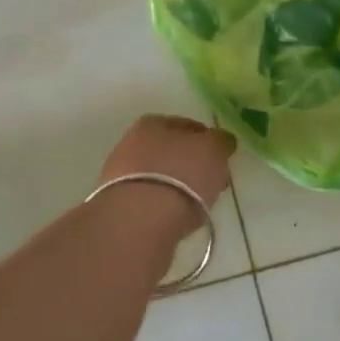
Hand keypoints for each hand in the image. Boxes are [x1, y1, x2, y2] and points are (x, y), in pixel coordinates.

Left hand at [96, 114, 235, 233]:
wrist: (139, 218)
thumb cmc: (181, 175)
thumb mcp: (213, 150)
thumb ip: (220, 141)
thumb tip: (221, 140)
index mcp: (153, 122)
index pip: (188, 126)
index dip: (207, 142)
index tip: (220, 159)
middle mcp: (131, 142)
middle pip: (171, 151)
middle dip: (191, 165)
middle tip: (211, 182)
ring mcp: (120, 174)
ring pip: (159, 175)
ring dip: (177, 186)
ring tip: (195, 204)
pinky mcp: (117, 203)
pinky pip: (150, 199)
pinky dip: (163, 204)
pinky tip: (175, 216)